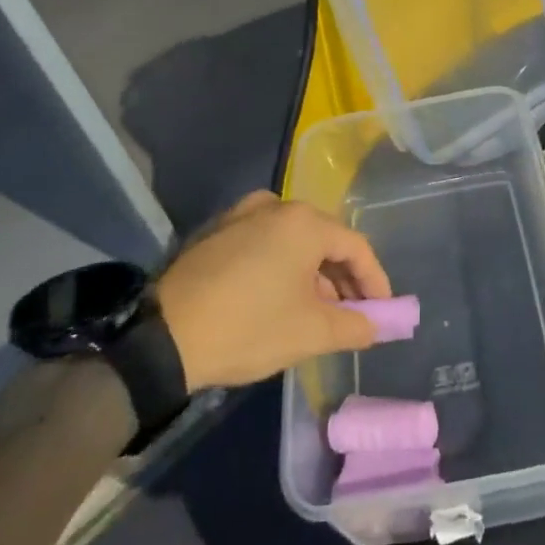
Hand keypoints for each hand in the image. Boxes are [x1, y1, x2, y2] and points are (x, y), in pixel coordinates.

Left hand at [154, 192, 392, 390]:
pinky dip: (282, 266)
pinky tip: (280, 297)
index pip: (356, 247)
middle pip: (324, 240)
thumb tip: (378, 325)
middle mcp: (276, 206)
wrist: (162, 338)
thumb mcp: (310, 333)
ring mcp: (241, 214)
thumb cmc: (248, 327)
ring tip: (317, 311)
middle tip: (352, 314)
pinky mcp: (217, 231)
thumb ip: (355, 326)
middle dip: (343, 278)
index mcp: (304, 222)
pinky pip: (264, 243)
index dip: (375, 281)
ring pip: (293, 241)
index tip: (382, 312)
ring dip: (313, 274)